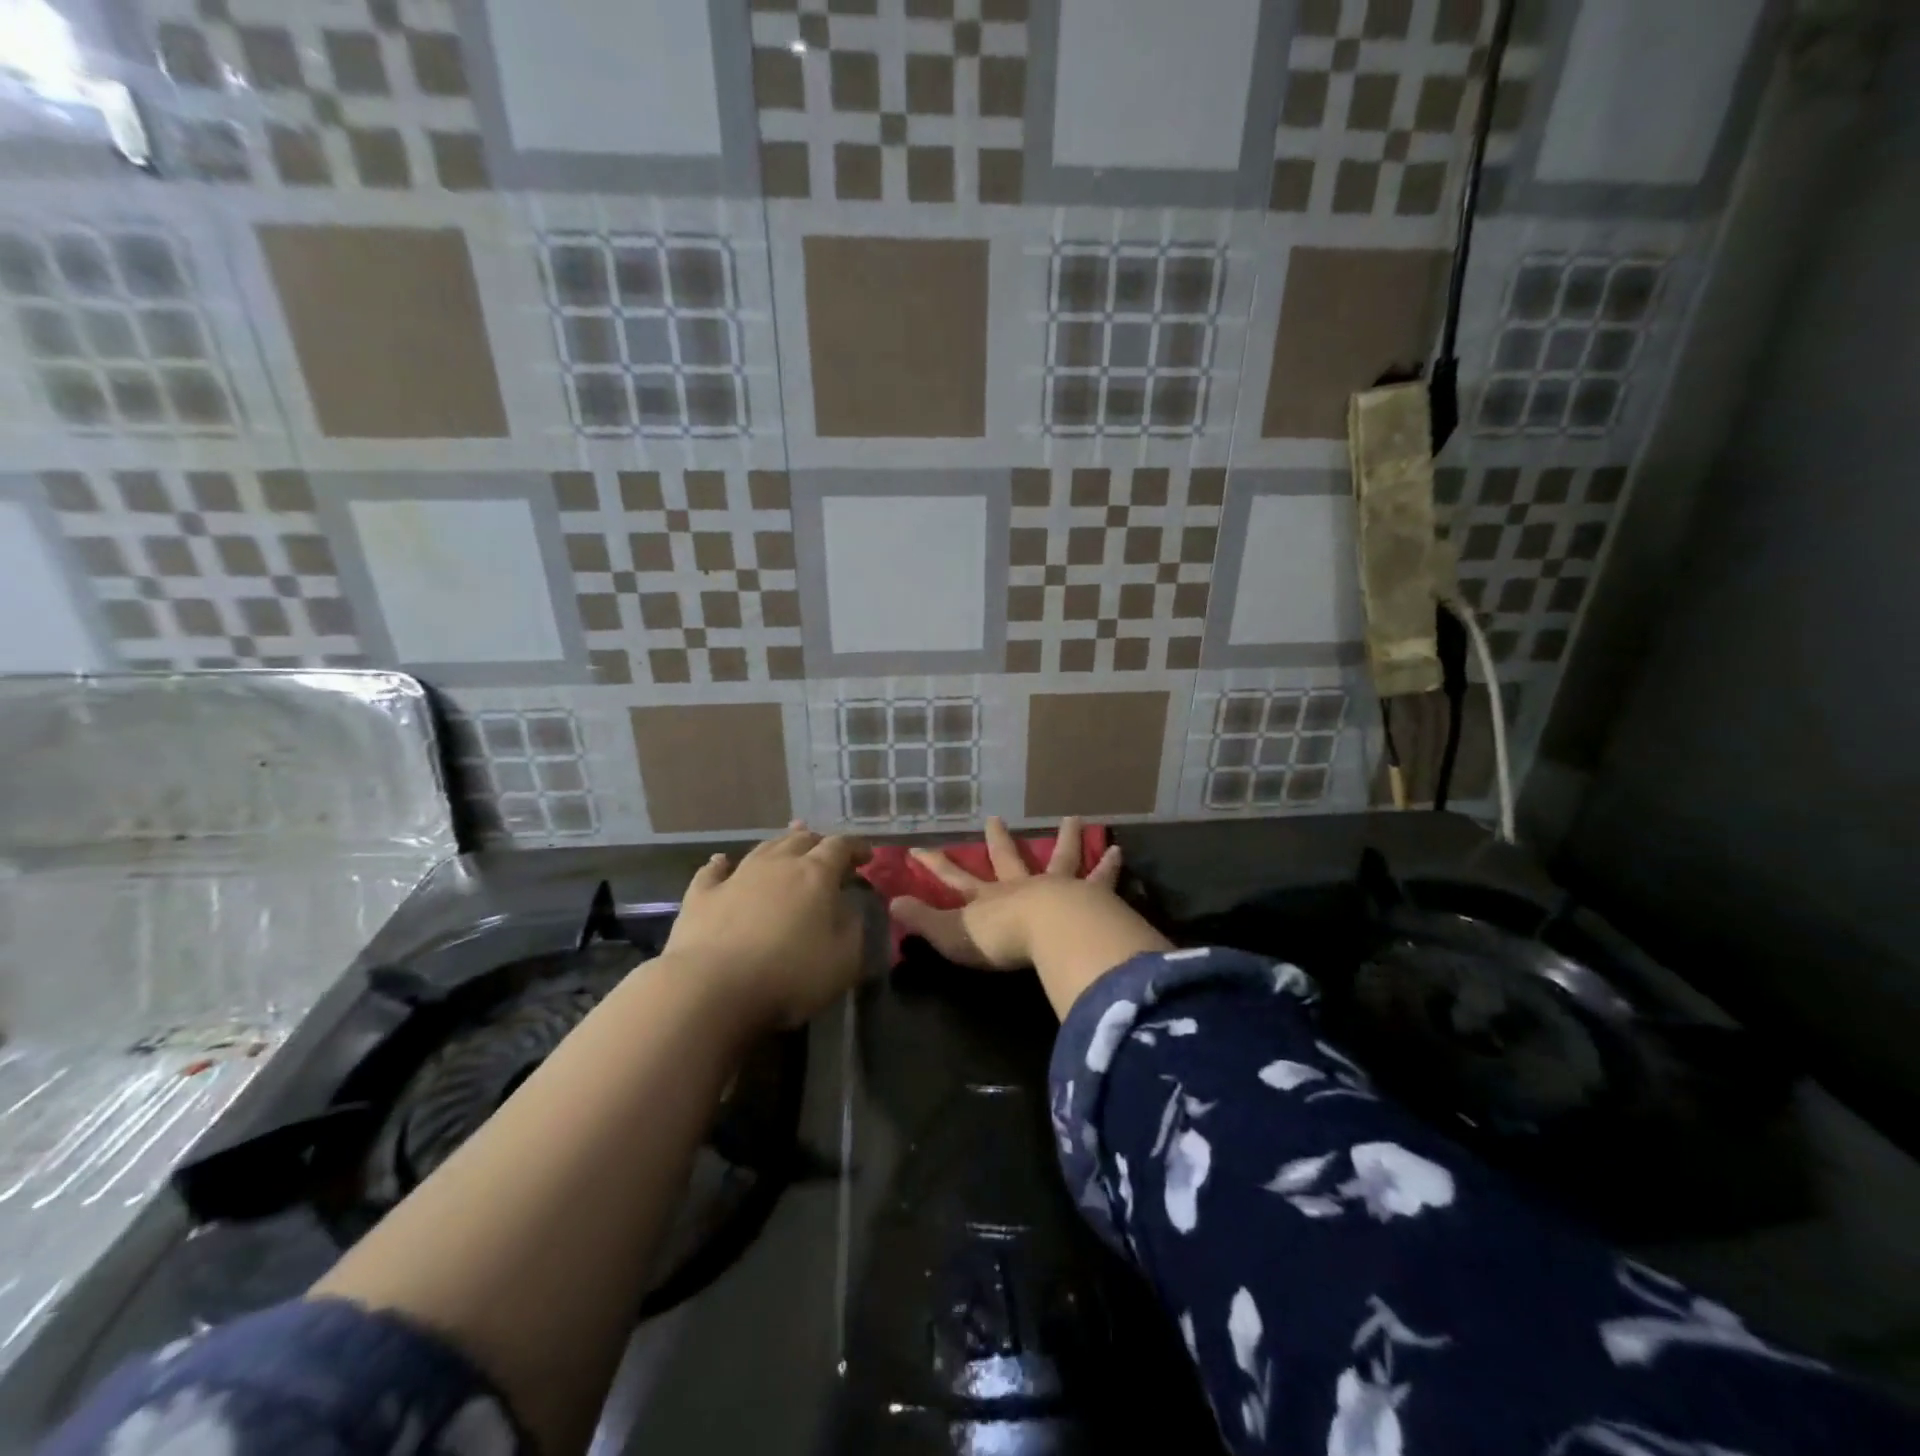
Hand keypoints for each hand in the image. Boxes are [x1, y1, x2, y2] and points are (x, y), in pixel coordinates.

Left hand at [665, 822, 871, 1029]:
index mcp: (815, 874)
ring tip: (787, 844)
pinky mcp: (702, 896)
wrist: (712, 989)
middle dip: (818, 842)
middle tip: (827, 853)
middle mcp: (777, 864)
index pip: (841, 846)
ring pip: (762, 848)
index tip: (866, 856)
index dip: (856, 847)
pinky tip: (720, 861)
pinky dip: (721, 864)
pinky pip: (712, 871)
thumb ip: (852, 928)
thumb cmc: (789, 975)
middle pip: (801, 840)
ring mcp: (736, 877)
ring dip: (779, 845)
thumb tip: (849, 909)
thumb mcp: (843, 960)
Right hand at [888, 816, 1122, 970]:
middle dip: (997, 840)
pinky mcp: (1088, 895)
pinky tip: (1118, 850)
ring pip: (1059, 858)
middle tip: (994, 819)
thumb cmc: (999, 939)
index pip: (954, 878)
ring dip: (1064, 839)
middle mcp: (1020, 886)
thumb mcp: (951, 935)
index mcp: (988, 899)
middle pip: (1006, 858)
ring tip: (1073, 819)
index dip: (934, 865)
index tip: (916, 848)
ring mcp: (1055, 886)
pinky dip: (1108, 865)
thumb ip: (923, 921)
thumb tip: (891, 903)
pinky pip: (1099, 877)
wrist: (1050, 933)